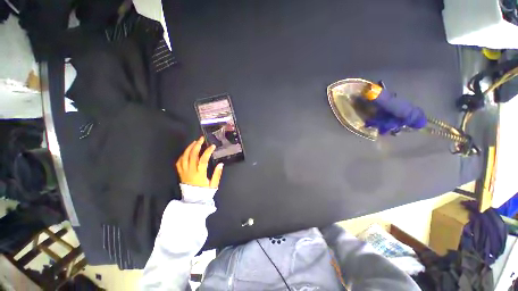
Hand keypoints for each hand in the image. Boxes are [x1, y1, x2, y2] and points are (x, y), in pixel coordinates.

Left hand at [176, 137, 223, 187]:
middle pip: (192, 155)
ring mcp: (184, 172)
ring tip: (194, 142)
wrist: (193, 201)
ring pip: (184, 157)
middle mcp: (191, 171)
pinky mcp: (180, 173)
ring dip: (189, 148)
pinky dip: (182, 155)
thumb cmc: (204, 192)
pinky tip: (187, 151)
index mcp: (199, 173)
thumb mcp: (213, 185)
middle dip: (197, 145)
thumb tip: (221, 164)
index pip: (203, 159)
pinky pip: (179, 162)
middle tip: (201, 139)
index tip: (212, 146)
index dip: (208, 151)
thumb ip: (217, 174)